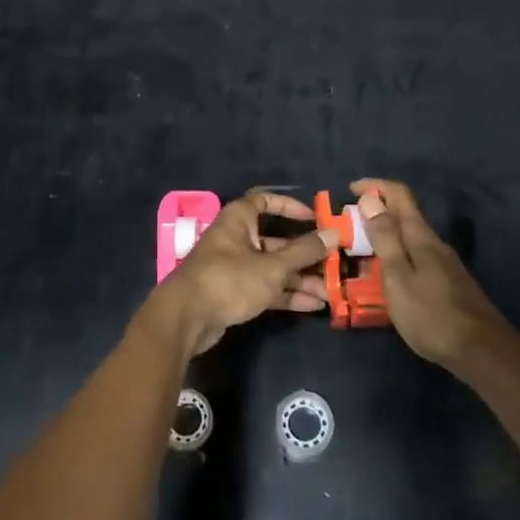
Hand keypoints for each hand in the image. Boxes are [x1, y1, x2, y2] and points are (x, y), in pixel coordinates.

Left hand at [141, 191, 335, 356]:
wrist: (186, 318)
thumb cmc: (229, 279)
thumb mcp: (272, 266)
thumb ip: (304, 252)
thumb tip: (333, 233)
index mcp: (238, 221)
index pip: (264, 201)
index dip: (288, 206)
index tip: (313, 217)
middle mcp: (236, 240)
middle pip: (275, 241)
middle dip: (304, 254)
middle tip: (332, 264)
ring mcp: (234, 268)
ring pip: (273, 268)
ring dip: (300, 279)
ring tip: (329, 292)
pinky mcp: (234, 293)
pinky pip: (266, 288)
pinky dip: (287, 294)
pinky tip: (313, 305)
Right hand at [353, 179, 510, 371]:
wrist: (481, 351)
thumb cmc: (431, 314)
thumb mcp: (398, 276)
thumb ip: (385, 237)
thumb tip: (370, 199)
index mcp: (421, 237)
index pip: (399, 195)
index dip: (374, 186)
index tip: (350, 189)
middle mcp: (435, 243)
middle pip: (405, 215)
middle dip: (376, 213)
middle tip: (350, 227)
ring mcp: (445, 264)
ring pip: (410, 238)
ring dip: (386, 236)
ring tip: (363, 253)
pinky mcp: (449, 283)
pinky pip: (417, 257)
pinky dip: (398, 256)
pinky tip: (389, 278)